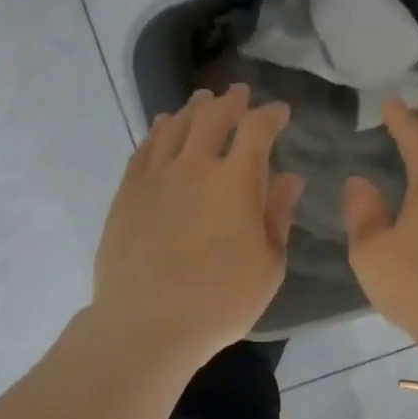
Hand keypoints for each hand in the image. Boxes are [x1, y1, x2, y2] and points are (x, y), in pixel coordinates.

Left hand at [93, 84, 303, 362]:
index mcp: (236, 181)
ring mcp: (156, 177)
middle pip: (212, 117)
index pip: (256, 130)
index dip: (270, 115)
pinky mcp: (127, 192)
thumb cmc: (220, 302)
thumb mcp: (268, 265)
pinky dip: (158, 131)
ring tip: (202, 101)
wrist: (146, 325)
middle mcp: (195, 167)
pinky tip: (162, 127)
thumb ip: (278, 216)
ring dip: (193, 109)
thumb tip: (289, 178)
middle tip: (239, 93)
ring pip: (175, 126)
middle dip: (231, 101)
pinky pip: (144, 148)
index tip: (279, 112)